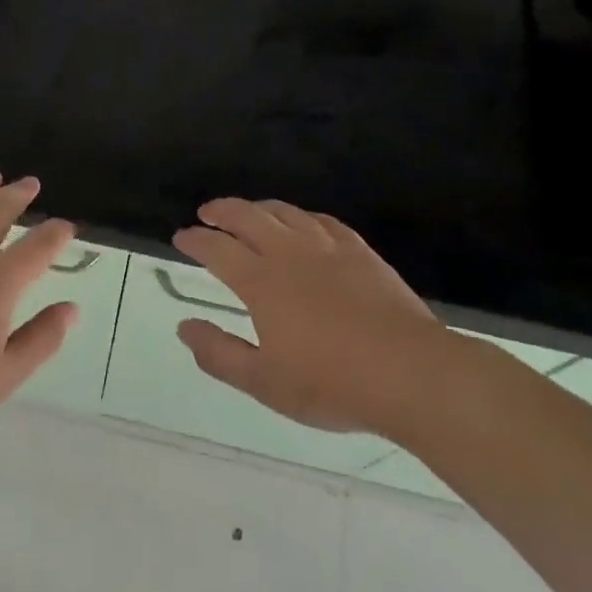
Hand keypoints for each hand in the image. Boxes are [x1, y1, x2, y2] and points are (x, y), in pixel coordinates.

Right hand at [173, 199, 448, 437]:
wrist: (409, 372)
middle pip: (248, 216)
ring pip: (285, 212)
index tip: (182, 237)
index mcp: (261, 282)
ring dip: (260, 208)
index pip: (217, 248)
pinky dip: (303, 217)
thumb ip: (219, 353)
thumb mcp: (264, 382)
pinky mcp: (360, 251)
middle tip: (207, 213)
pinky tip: (304, 223)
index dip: (196, 239)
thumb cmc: (331, 383)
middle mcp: (289, 253)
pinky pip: (324, 221)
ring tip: (249, 212)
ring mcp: (328, 248)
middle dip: (222, 210)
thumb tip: (185, 326)